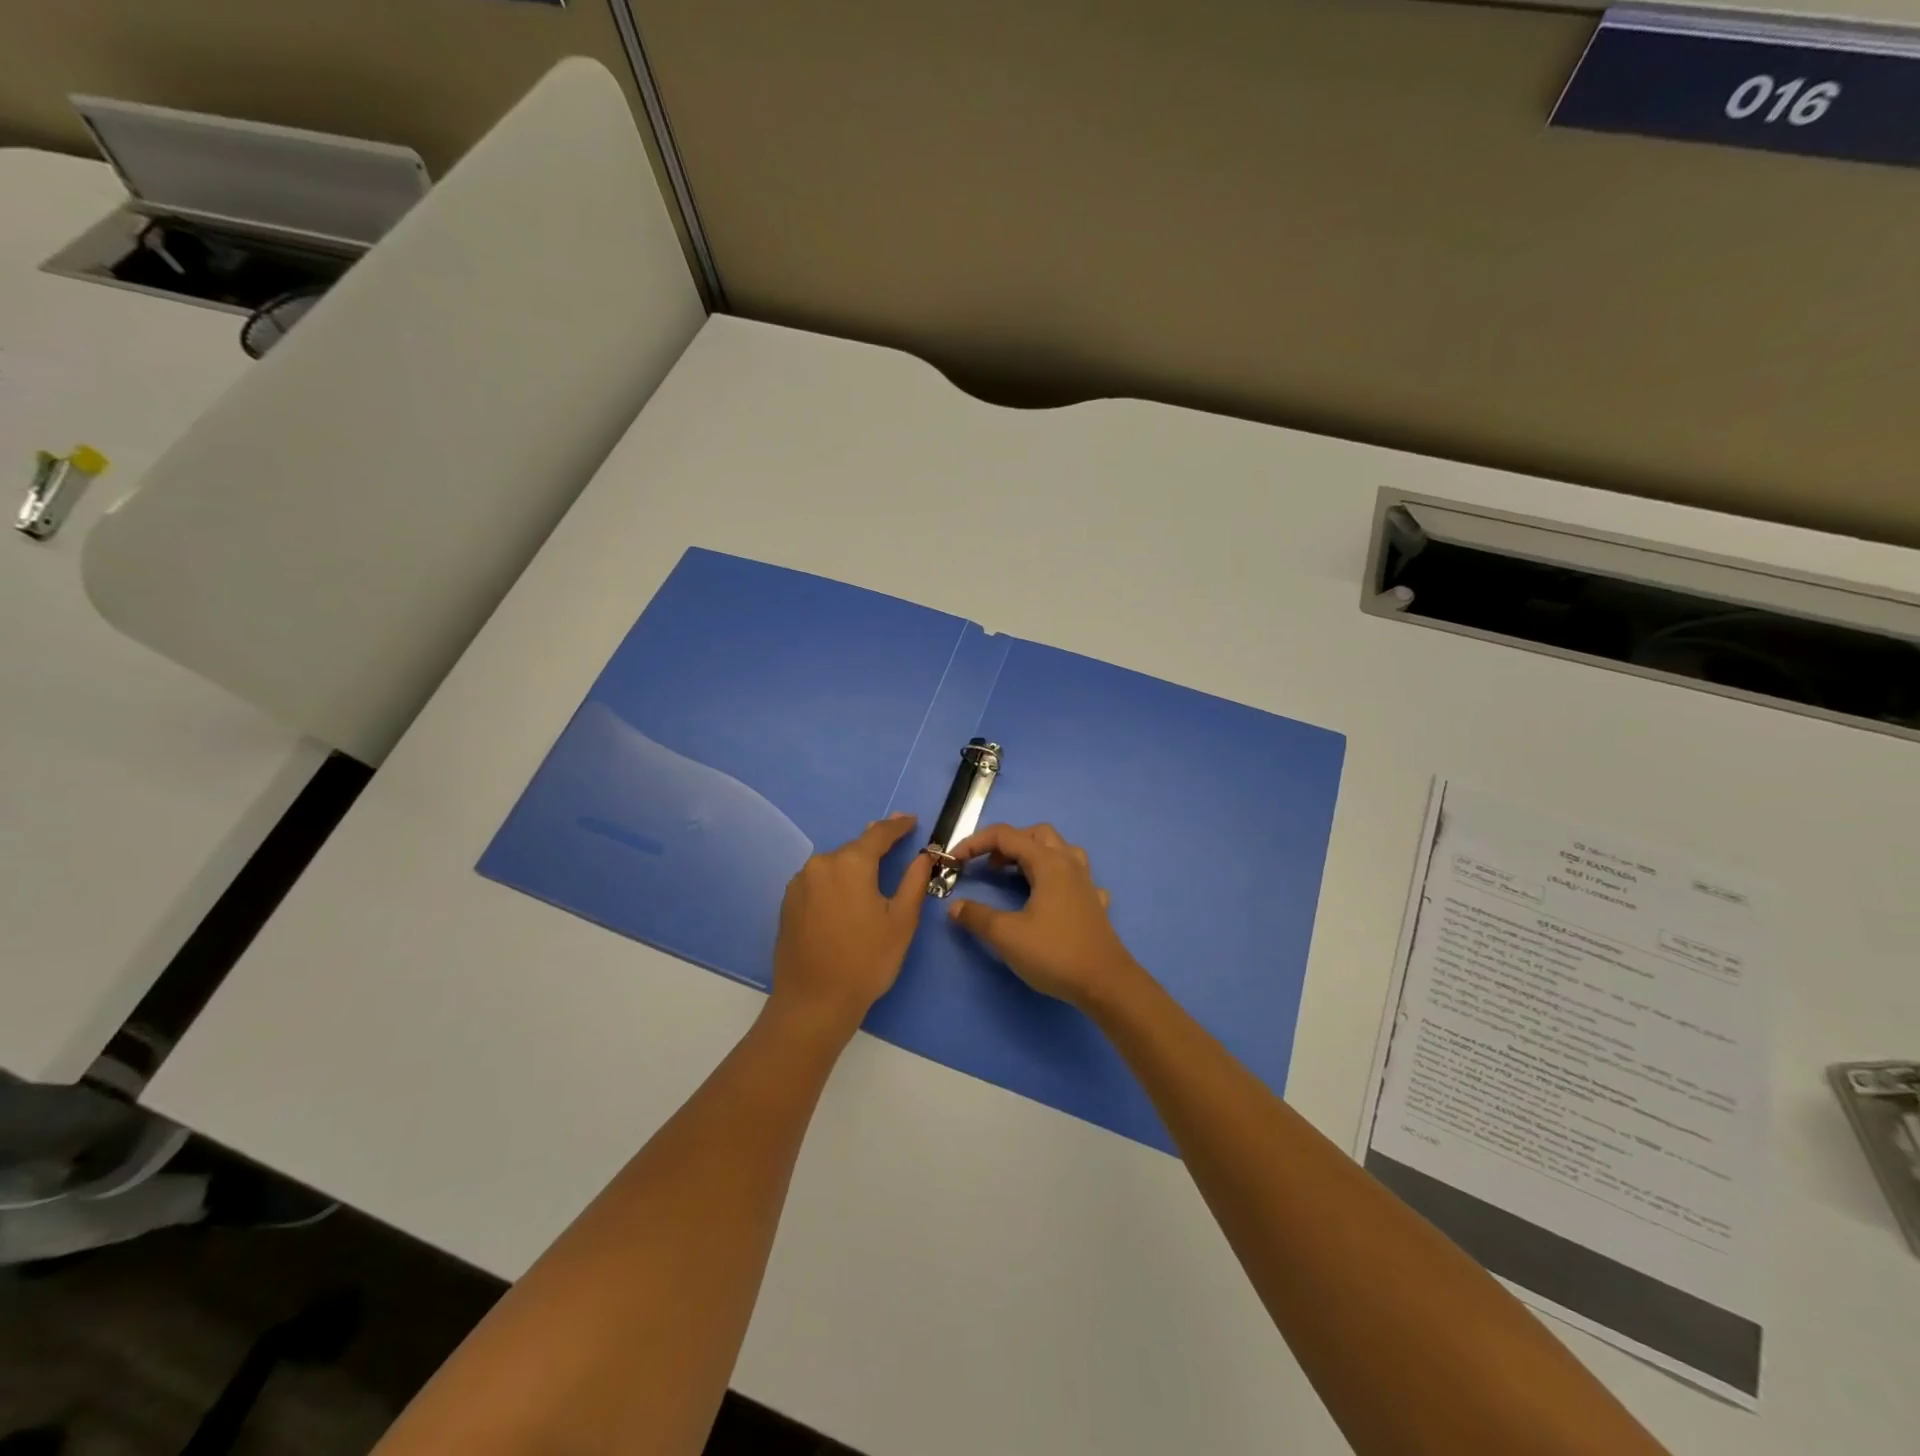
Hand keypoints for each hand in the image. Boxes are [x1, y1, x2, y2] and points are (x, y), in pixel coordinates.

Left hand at [770, 814, 931, 1039]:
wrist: (813, 1003)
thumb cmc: (866, 961)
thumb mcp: (901, 921)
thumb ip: (913, 881)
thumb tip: (922, 856)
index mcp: (850, 863)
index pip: (878, 833)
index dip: (898, 826)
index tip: (912, 820)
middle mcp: (820, 865)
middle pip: (854, 849)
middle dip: (875, 849)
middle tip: (896, 848)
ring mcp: (799, 884)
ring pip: (834, 866)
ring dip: (853, 868)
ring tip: (871, 881)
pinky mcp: (788, 903)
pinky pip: (819, 882)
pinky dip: (835, 884)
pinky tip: (846, 902)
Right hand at [944, 823, 1142, 1010]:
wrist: (1105, 983)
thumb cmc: (1055, 953)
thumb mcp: (1006, 935)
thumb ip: (977, 917)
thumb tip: (956, 906)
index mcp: (1048, 863)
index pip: (1006, 836)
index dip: (976, 843)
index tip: (955, 861)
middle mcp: (1069, 864)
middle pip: (1036, 835)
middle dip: (1008, 843)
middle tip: (990, 867)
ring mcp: (1086, 883)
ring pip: (1060, 850)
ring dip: (1035, 854)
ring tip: (1017, 875)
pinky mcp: (1094, 904)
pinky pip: (1076, 878)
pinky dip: (1057, 879)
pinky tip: (1051, 899)